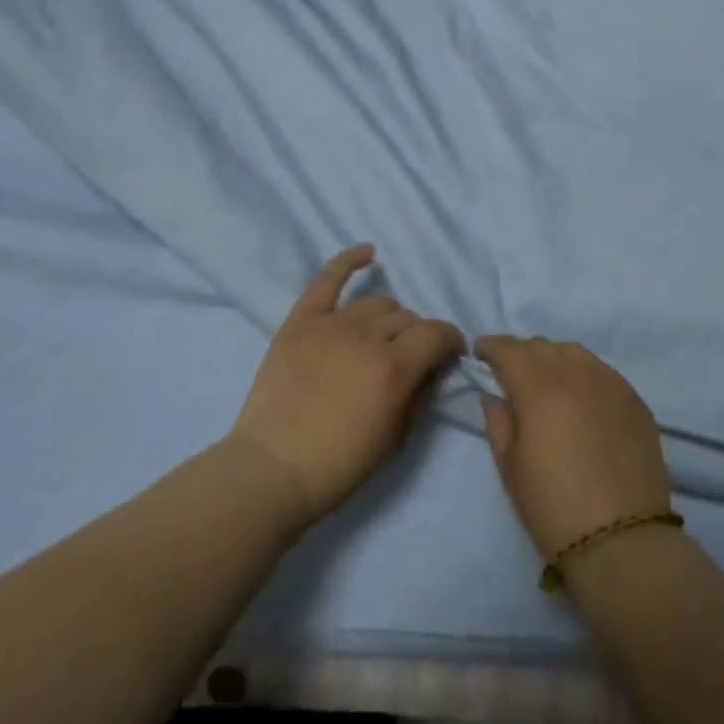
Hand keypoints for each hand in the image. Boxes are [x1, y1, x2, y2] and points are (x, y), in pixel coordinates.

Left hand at [228, 246, 465, 531]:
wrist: (272, 470)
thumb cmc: (339, 465)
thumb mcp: (396, 439)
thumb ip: (422, 393)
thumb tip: (434, 365)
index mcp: (393, 369)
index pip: (437, 333)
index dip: (451, 340)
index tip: (451, 352)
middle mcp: (366, 337)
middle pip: (407, 318)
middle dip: (417, 337)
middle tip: (409, 359)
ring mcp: (331, 324)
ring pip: (376, 303)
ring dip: (389, 318)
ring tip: (383, 337)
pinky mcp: (301, 320)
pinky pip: (329, 279)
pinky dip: (349, 260)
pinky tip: (368, 253)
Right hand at [476, 336, 672, 560]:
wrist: (622, 542)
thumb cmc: (553, 508)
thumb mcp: (510, 468)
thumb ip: (498, 422)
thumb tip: (496, 396)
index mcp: (539, 387)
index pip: (509, 349)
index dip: (490, 347)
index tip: (480, 353)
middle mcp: (575, 373)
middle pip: (541, 346)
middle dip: (521, 354)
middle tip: (511, 374)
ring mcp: (610, 383)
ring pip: (574, 352)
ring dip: (553, 359)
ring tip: (548, 382)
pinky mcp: (635, 400)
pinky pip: (602, 371)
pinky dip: (583, 374)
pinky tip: (581, 397)